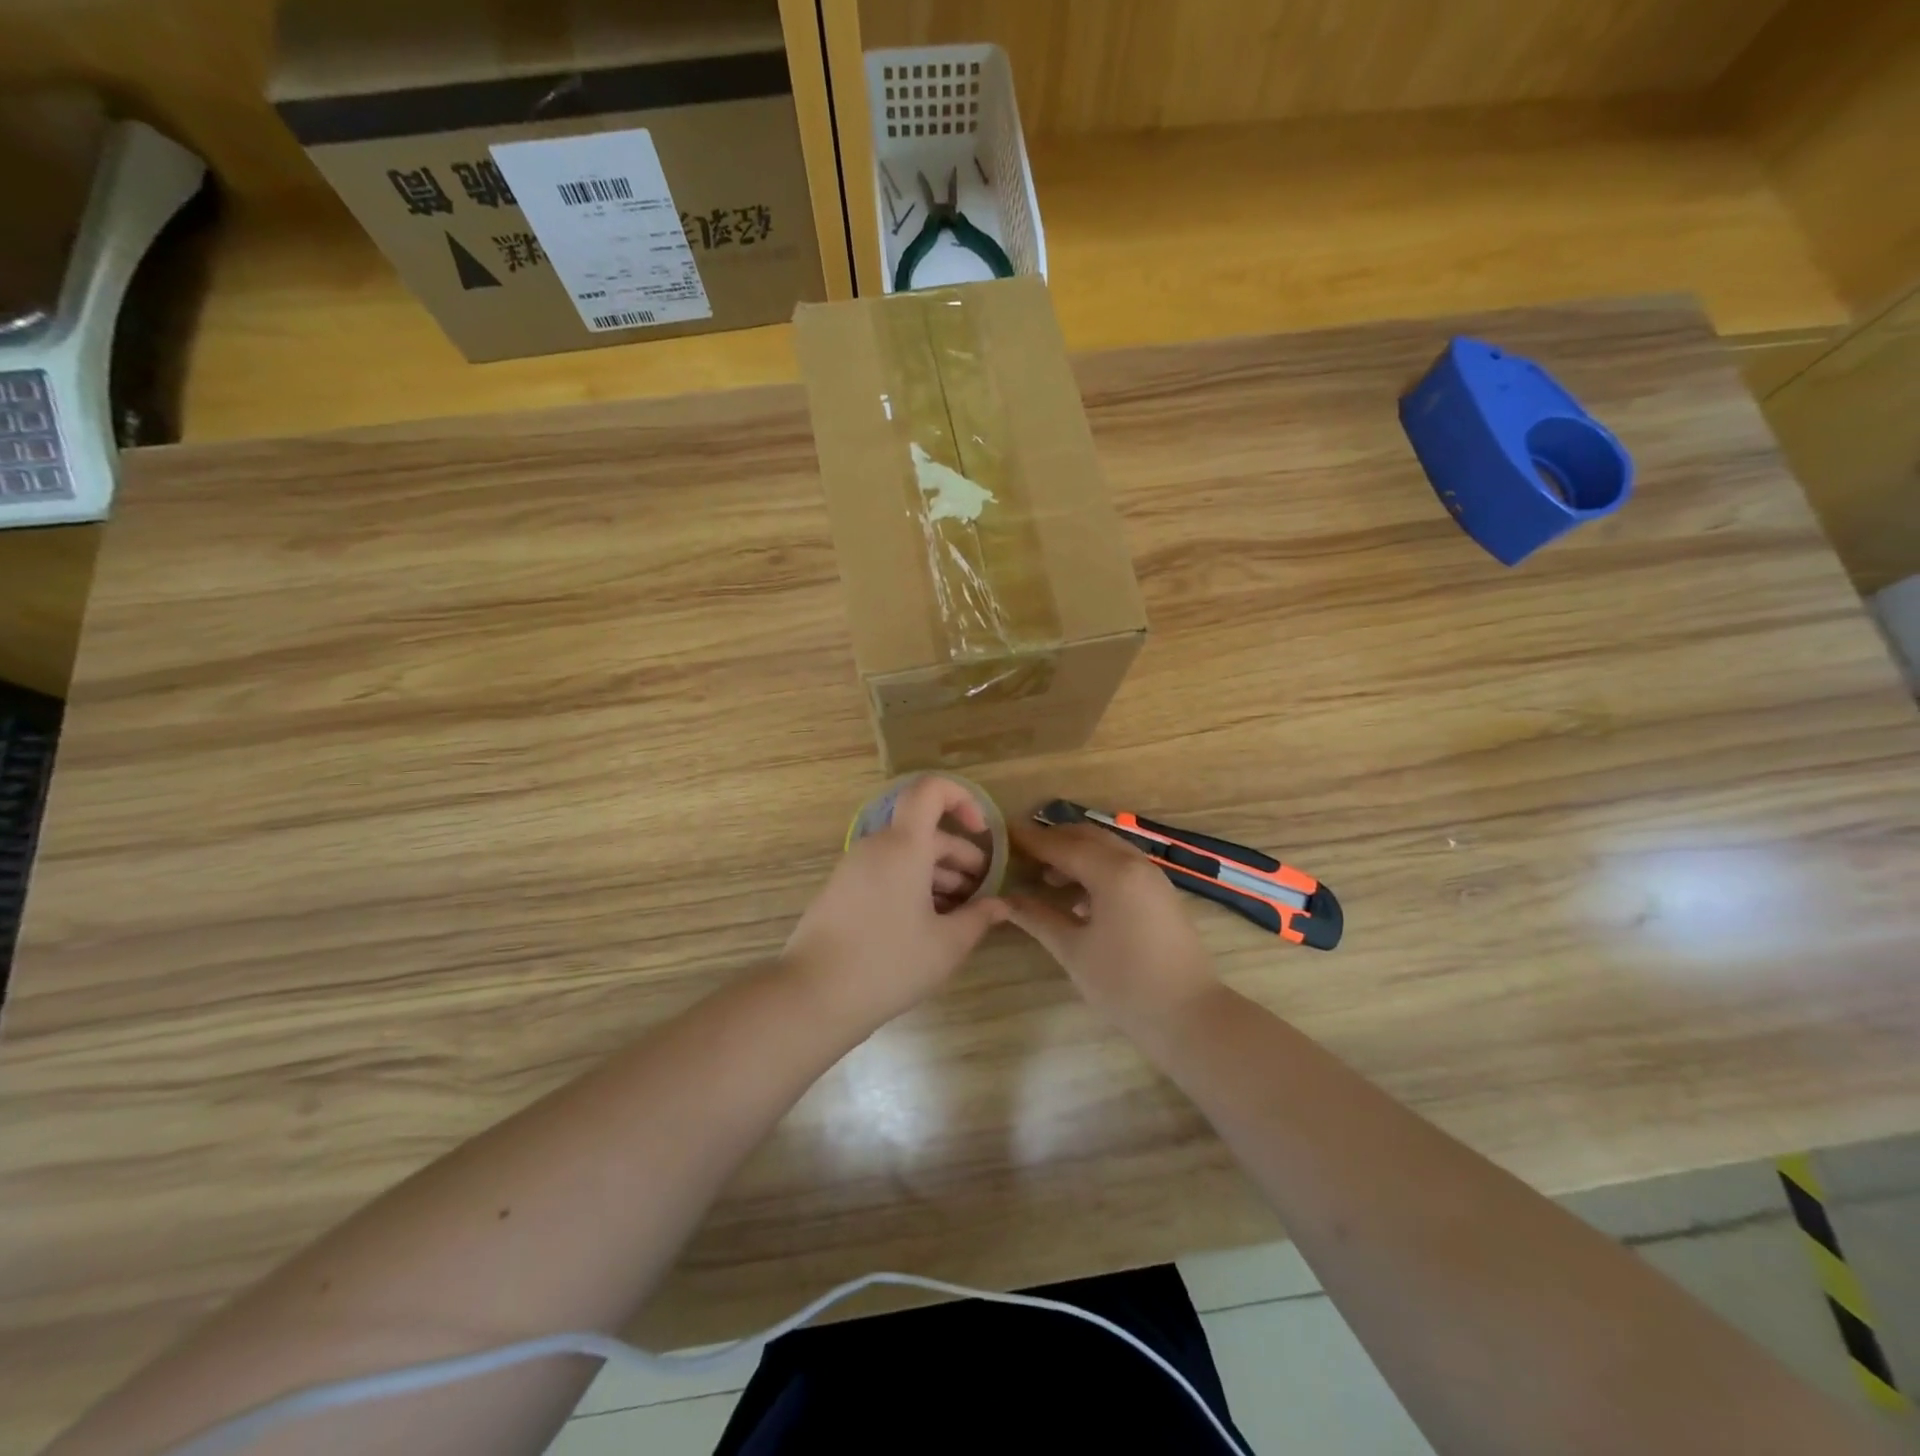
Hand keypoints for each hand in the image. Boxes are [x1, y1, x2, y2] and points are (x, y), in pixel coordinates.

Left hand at [782, 775, 1009, 1028]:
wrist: (812, 995)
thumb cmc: (888, 963)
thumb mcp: (946, 945)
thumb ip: (978, 918)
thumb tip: (1001, 905)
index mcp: (904, 846)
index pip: (930, 791)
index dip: (961, 799)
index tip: (982, 833)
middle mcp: (876, 847)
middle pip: (924, 832)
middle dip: (959, 857)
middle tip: (981, 893)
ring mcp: (853, 868)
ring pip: (905, 856)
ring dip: (937, 875)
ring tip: (959, 914)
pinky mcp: (841, 891)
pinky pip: (884, 873)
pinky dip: (911, 885)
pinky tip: (926, 924)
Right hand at [1006, 820, 1218, 1027]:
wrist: (1189, 1015)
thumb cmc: (1125, 984)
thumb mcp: (1073, 951)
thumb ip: (1037, 917)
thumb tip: (1004, 899)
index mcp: (1112, 872)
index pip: (1062, 846)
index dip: (1031, 840)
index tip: (1003, 835)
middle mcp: (1134, 863)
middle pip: (1086, 837)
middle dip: (1053, 841)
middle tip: (1021, 853)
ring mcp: (1152, 876)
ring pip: (1106, 848)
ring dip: (1076, 853)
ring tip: (1045, 876)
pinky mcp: (1160, 892)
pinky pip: (1122, 864)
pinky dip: (1096, 867)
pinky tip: (1078, 895)